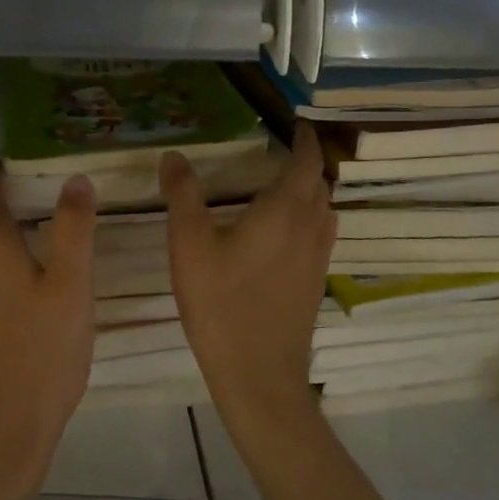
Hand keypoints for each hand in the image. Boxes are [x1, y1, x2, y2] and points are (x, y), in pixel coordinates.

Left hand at [0, 161, 96, 499]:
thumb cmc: (41, 350)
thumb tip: (75, 178)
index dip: (1, 165)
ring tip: (39, 219)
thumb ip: (73, 227)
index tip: (27, 149)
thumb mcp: (71, 284)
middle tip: (43, 180)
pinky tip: (23, 268)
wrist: (0, 429)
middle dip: (3, 193)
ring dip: (0, 226)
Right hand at [162, 122, 335, 429]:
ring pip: (325, 211)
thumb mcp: (189, 244)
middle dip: (305, 163)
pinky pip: (321, 235)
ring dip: (311, 191)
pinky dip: (310, 217)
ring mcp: (316, 259)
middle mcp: (309, 229)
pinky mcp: (314, 283)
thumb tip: (174, 155)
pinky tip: (283, 232)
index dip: (303, 140)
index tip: (295, 124)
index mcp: (284, 211)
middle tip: (282, 151)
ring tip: (284, 185)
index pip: (304, 162)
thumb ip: (182, 195)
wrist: (258, 375)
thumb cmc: (221, 304)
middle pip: (319, 185)